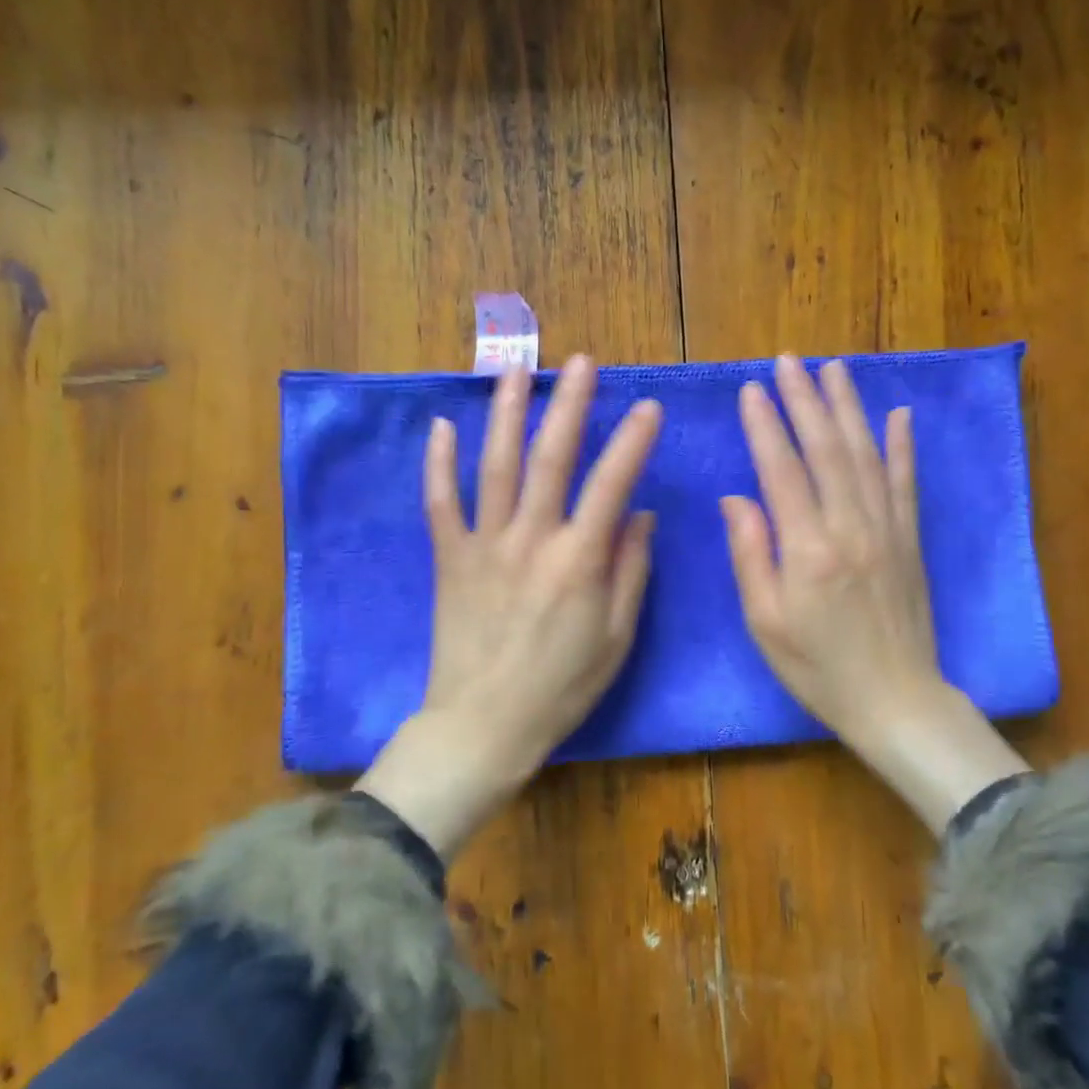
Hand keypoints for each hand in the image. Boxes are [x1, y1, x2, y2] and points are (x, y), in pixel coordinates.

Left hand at [359, 356, 661, 857]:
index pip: (612, 484)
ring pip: (495, 465)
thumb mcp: (616, 637)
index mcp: (578, 560)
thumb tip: (641, 515)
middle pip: (551, 457)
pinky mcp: (449, 558)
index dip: (634, 442)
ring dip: (506, 412)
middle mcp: (531, 539)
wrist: (483, 725)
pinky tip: (441, 426)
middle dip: (571, 404)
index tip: (649, 407)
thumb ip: (631, 571)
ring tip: (516, 369)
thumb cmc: (561, 687)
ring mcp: (484, 544)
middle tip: (582, 362)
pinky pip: (440, 502)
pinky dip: (439, 463)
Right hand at [723, 355, 1027, 832]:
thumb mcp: (765, 623)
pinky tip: (897, 414)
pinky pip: (905, 483)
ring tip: (832, 369)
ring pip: (866, 454)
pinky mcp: (911, 540)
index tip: (751, 390)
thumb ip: (750, 555)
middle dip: (805, 400)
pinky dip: (901, 446)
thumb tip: (735, 498)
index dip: (765, 427)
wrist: (895, 700)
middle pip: (827, 449)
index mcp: (808, 549)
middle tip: (788, 361)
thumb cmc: (818, 669)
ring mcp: (888, 530)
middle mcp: (851, 528)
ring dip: (848, 408)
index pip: (783, 471)